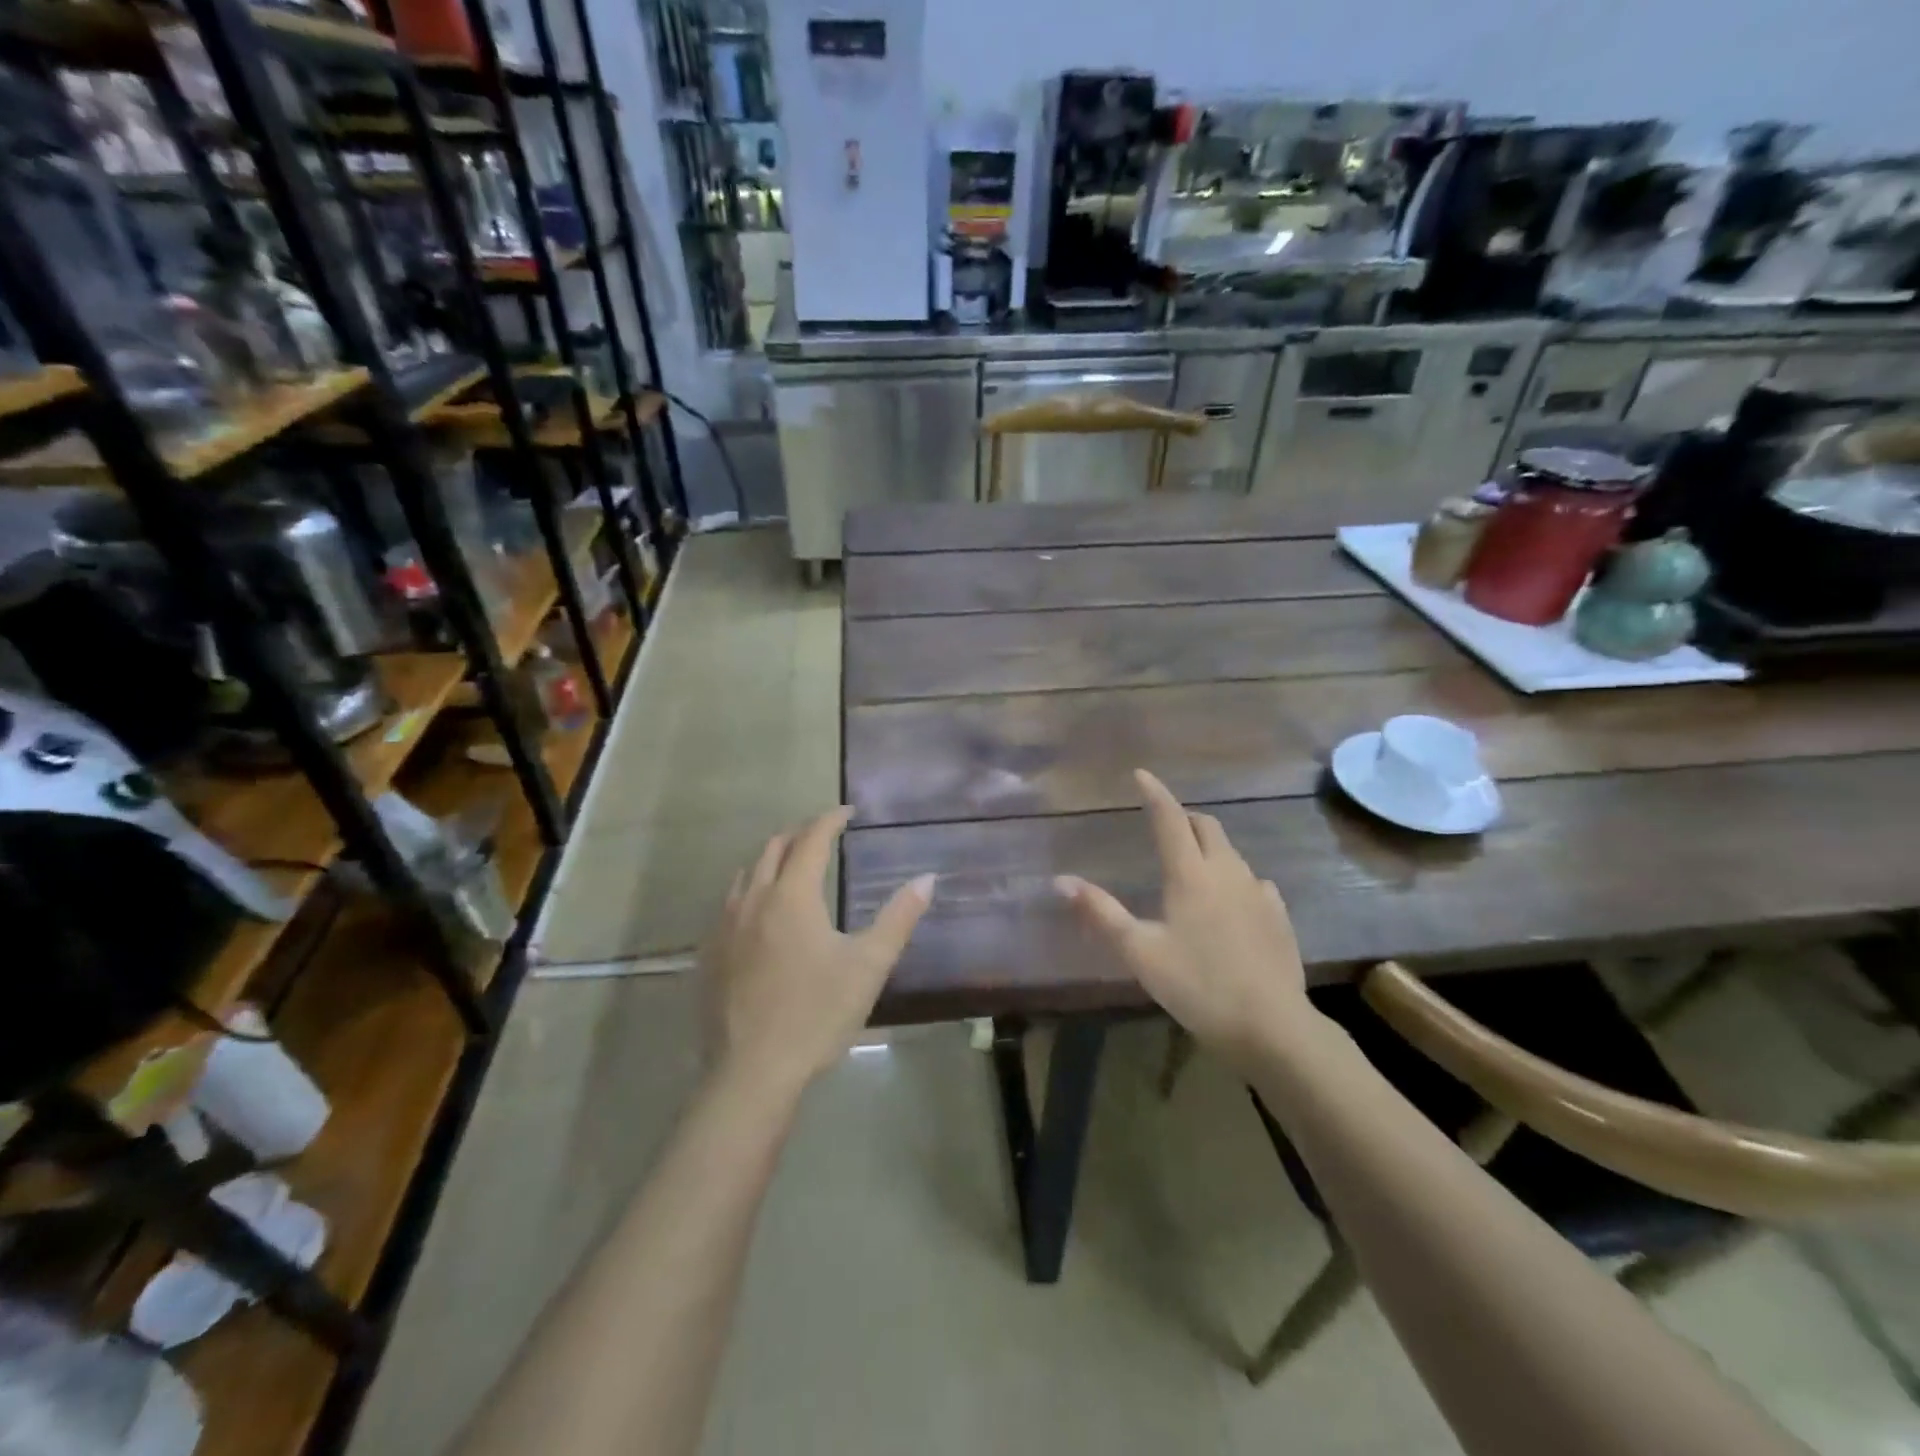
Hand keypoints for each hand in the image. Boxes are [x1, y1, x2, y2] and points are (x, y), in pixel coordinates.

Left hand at [701, 807, 933, 1099]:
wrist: (752, 1072)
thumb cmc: (817, 1014)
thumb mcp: (869, 966)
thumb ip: (899, 918)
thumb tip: (927, 878)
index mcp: (792, 896)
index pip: (811, 840)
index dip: (830, 820)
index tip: (848, 812)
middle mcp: (753, 899)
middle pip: (773, 848)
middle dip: (800, 834)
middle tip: (824, 835)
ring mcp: (725, 926)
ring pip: (747, 873)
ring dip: (772, 859)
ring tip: (793, 866)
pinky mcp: (709, 953)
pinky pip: (729, 903)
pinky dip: (751, 889)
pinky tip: (761, 913)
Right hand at [1055, 770, 1311, 1066]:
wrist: (1271, 1027)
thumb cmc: (1197, 986)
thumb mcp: (1140, 952)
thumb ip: (1101, 913)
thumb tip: (1061, 881)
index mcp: (1191, 875)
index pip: (1170, 820)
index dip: (1155, 794)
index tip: (1142, 774)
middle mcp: (1227, 872)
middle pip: (1207, 827)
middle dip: (1184, 818)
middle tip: (1165, 825)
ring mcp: (1259, 892)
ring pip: (1231, 853)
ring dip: (1210, 847)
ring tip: (1193, 864)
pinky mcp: (1279, 916)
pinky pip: (1254, 882)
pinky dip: (1235, 878)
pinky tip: (1231, 901)